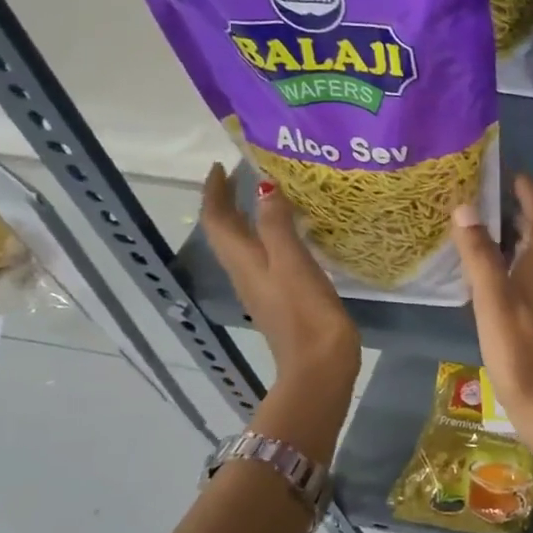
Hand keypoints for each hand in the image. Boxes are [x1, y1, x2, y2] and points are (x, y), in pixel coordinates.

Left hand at [201, 164, 359, 401]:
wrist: (318, 365)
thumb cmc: (305, 312)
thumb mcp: (292, 263)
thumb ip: (277, 225)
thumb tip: (264, 187)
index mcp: (244, 262)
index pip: (217, 220)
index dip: (214, 192)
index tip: (222, 166)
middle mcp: (246, 273)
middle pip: (227, 233)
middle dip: (229, 202)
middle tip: (243, 176)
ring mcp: (263, 289)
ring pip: (245, 246)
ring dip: (247, 219)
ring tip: (268, 197)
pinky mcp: (282, 300)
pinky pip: (266, 259)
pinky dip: (269, 238)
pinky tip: (292, 235)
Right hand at [451, 175, 532, 479]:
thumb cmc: (520, 352)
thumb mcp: (493, 301)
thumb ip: (480, 257)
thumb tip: (465, 207)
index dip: (529, 195)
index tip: (513, 175)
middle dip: (520, 214)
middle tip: (491, 198)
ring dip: (515, 242)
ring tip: (486, 232)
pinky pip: (527, 284)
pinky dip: (511, 270)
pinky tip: (492, 281)